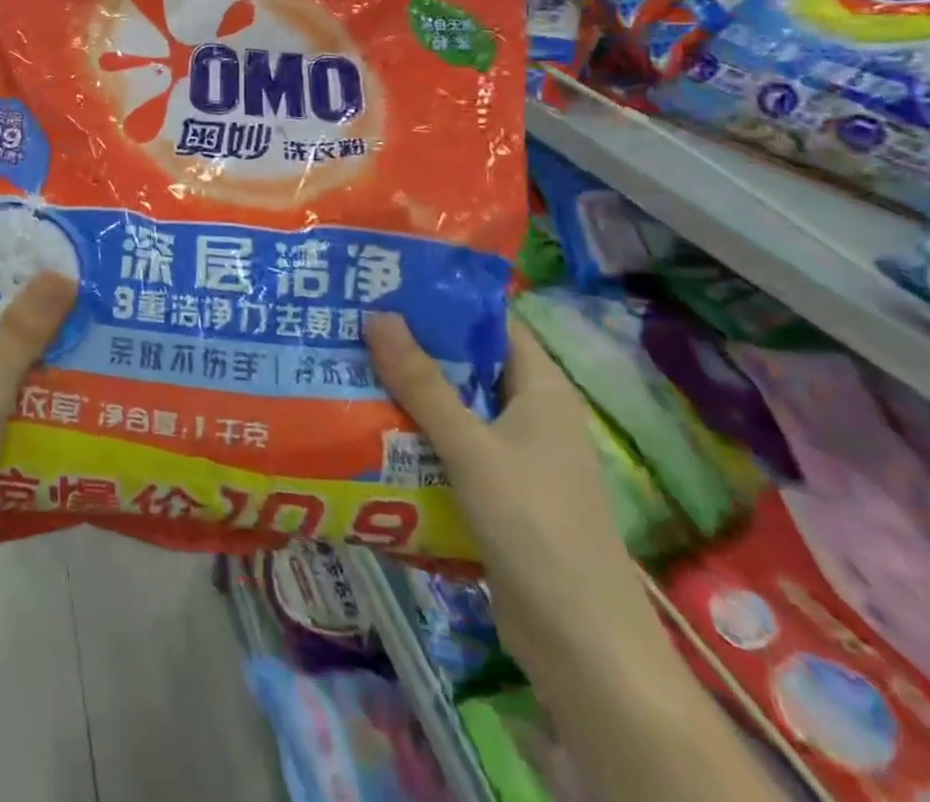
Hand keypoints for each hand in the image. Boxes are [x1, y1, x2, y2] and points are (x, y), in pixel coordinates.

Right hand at [364, 316, 670, 680]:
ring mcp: (515, 457)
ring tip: (347, 365)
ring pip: (454, 407)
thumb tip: (378, 315)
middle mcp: (531, 415)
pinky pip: (450, 447)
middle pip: (467, 363)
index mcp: (542, 390)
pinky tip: (369, 427)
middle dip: (413, 345)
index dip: (445, 298)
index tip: (388, 283)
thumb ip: (423, 384)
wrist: (582, 645)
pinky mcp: (497, 493)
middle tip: (352, 322)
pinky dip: (415, 434)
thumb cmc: (536, 528)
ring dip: (408, 392)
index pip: (492, 322)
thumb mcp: (471, 448)